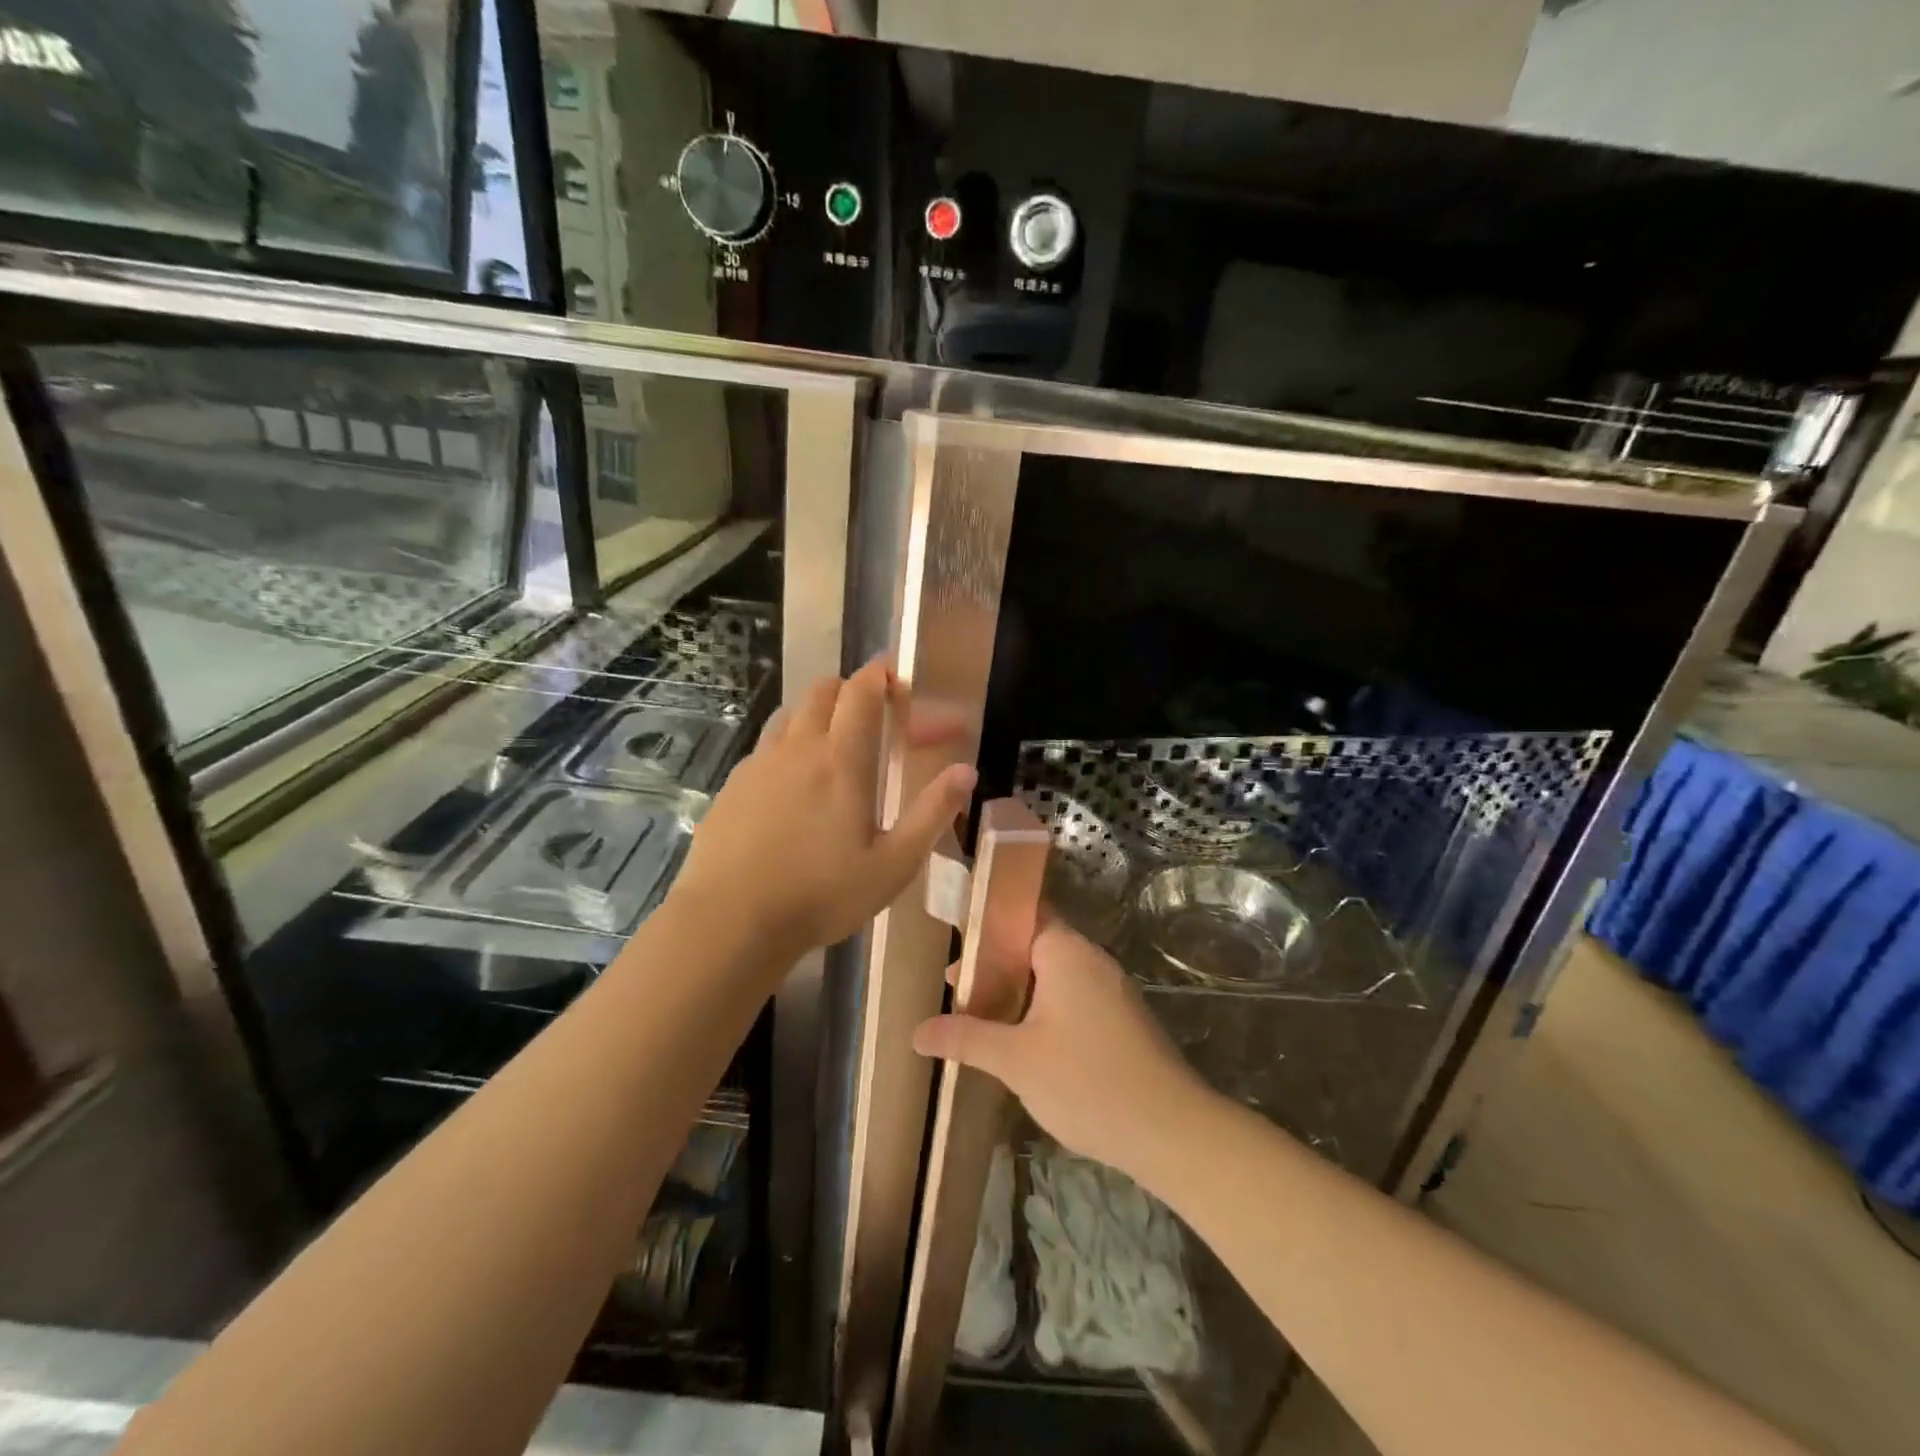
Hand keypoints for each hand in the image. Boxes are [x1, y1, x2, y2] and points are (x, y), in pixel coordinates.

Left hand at [670, 658, 975, 964]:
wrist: (730, 921)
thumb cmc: (821, 895)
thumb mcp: (893, 865)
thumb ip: (932, 813)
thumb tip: (966, 771)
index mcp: (842, 760)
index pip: (861, 692)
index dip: (880, 675)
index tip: (896, 678)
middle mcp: (798, 748)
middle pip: (823, 690)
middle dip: (850, 689)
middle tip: (870, 715)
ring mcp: (759, 763)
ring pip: (791, 713)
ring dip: (816, 713)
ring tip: (832, 745)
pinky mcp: (733, 784)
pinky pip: (765, 746)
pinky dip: (787, 745)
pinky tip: (791, 785)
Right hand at [913, 923, 1211, 1180]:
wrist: (1171, 1131)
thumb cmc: (1086, 1081)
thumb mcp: (1015, 1060)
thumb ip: (966, 1038)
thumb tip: (917, 1031)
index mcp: (1066, 951)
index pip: (1022, 912)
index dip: (987, 922)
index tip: (954, 941)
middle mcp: (1091, 960)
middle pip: (1034, 944)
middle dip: (994, 964)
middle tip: (957, 989)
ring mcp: (1110, 991)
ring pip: (1053, 976)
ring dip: (1017, 991)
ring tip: (981, 1019)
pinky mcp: (1121, 1021)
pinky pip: (1072, 999)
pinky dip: (1042, 1009)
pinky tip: (1022, 1043)